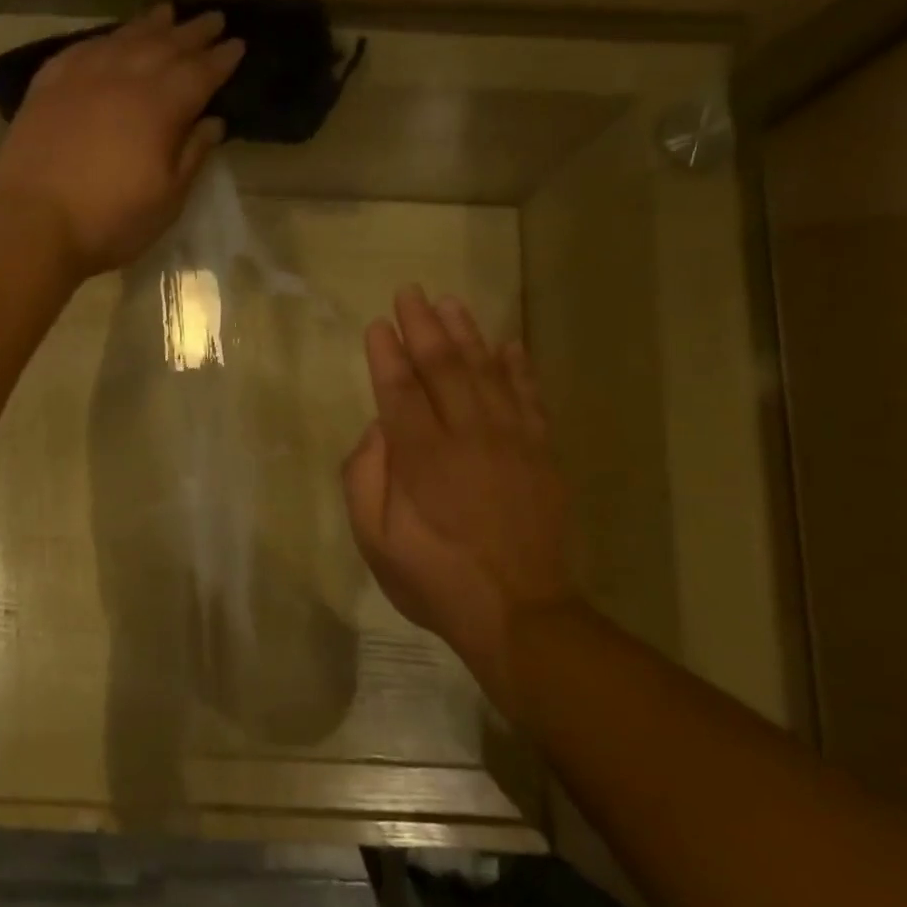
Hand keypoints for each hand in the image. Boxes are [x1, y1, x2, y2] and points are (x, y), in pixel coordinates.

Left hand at [0, 5, 245, 276]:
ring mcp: (81, 78)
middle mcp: (123, 80)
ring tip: (167, 12)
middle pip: (164, 46)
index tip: (238, 44)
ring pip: (122, 39)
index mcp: (159, 108)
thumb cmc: (110, 223)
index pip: (199, 73)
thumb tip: (213, 122)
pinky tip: (109, 39)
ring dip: (149, 25)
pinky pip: (81, 50)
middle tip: (213, 19)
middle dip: (192, 32)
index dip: (221, 59)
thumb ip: (192, 156)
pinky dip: (102, 40)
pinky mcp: (46, 88)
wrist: (33, 225)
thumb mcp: (166, 200)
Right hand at [342, 286, 574, 703]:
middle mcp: (466, 436)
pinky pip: (530, 398)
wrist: (519, 613)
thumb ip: (365, 478)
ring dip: (468, 334)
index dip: (387, 353)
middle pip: (444, 368)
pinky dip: (519, 367)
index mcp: (421, 458)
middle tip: (410, 293)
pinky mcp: (541, 454)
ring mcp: (511, 442)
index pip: (399, 389)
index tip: (378, 324)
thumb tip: (377, 430)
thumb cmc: (434, 579)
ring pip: (487, 372)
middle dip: (424, 326)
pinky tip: (509, 343)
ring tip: (451, 303)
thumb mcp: (375, 541)